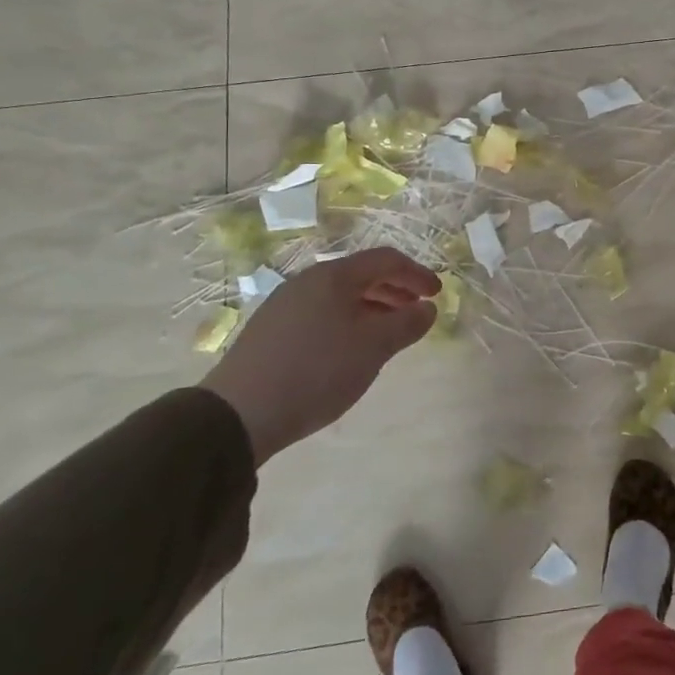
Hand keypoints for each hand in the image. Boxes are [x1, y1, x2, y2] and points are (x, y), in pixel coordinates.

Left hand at [201, 248, 439, 464]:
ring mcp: (285, 305)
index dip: (417, 274)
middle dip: (395, 290)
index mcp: (333, 276)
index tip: (437, 294)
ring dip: (372, 307)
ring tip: (389, 332)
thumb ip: (407, 323)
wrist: (238, 415)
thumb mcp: (374, 348)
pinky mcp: (271, 330)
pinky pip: (321, 312)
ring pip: (340, 295)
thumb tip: (428, 308)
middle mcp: (307, 281)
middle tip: (417, 312)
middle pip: (361, 274)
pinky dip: (348, 320)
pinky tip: (351, 348)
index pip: (386, 260)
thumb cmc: (317, 371)